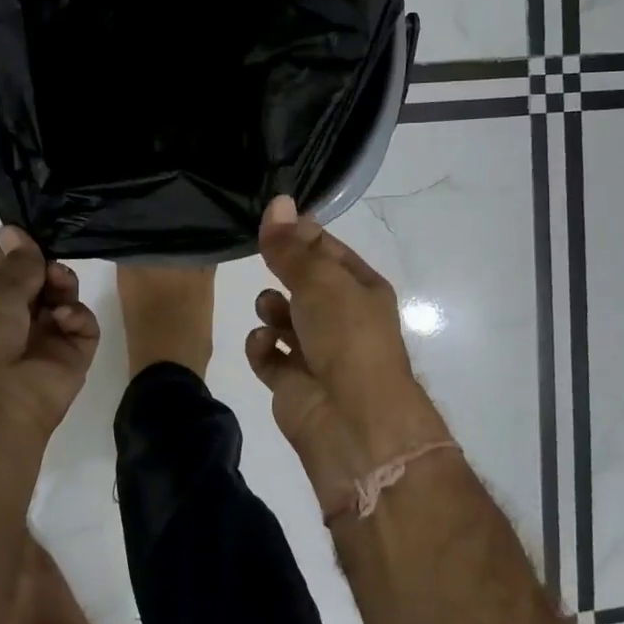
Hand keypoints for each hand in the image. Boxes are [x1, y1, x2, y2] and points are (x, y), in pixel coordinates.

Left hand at [0, 226, 99, 441]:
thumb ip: (16, 264)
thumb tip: (13, 228)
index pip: (9, 269)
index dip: (21, 248)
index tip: (34, 228)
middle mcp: (17, 320)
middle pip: (41, 280)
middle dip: (47, 266)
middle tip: (49, 265)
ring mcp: (47, 339)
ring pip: (65, 298)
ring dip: (63, 286)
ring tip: (58, 288)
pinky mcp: (74, 357)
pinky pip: (84, 326)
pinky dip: (78, 316)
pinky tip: (64, 319)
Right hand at [244, 196, 450, 505]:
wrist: (352, 421)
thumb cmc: (345, 337)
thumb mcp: (319, 280)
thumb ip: (291, 246)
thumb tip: (277, 202)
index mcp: (361, 290)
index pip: (328, 250)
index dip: (300, 234)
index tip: (270, 221)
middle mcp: (342, 319)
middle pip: (303, 283)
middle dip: (282, 273)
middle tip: (261, 260)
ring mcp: (317, 352)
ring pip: (284, 317)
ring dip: (271, 309)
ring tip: (270, 311)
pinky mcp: (292, 383)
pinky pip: (269, 355)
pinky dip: (263, 348)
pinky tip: (264, 345)